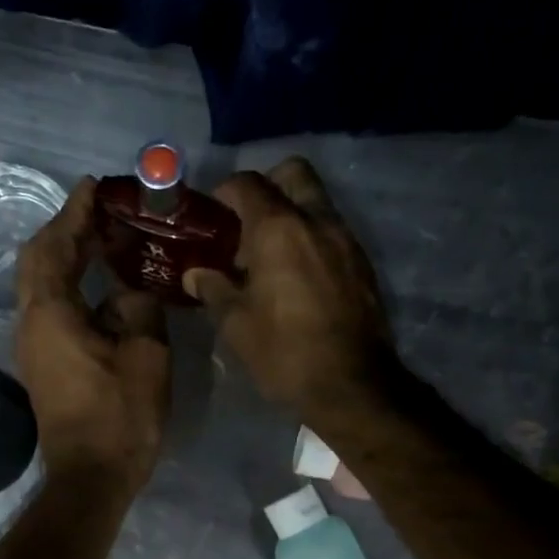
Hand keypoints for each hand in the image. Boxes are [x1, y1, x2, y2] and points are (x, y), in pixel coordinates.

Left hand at [17, 178, 170, 491]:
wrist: (91, 477)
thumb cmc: (120, 418)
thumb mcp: (145, 356)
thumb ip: (139, 308)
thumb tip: (130, 291)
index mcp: (51, 313)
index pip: (55, 245)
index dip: (76, 212)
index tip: (96, 187)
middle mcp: (31, 323)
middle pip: (39, 260)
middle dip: (68, 231)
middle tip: (104, 214)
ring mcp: (33, 347)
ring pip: (42, 285)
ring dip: (68, 258)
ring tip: (106, 243)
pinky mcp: (43, 366)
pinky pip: (51, 309)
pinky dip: (71, 287)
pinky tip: (102, 289)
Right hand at [184, 157, 398, 415]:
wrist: (350, 384)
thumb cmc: (283, 352)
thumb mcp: (236, 324)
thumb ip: (214, 289)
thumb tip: (195, 274)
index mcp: (279, 228)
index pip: (248, 184)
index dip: (224, 192)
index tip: (212, 215)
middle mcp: (317, 221)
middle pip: (293, 174)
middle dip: (267, 187)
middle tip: (246, 225)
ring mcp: (346, 240)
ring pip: (317, 204)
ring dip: (292, 216)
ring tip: (269, 258)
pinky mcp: (363, 265)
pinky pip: (332, 234)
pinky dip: (311, 241)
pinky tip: (297, 279)